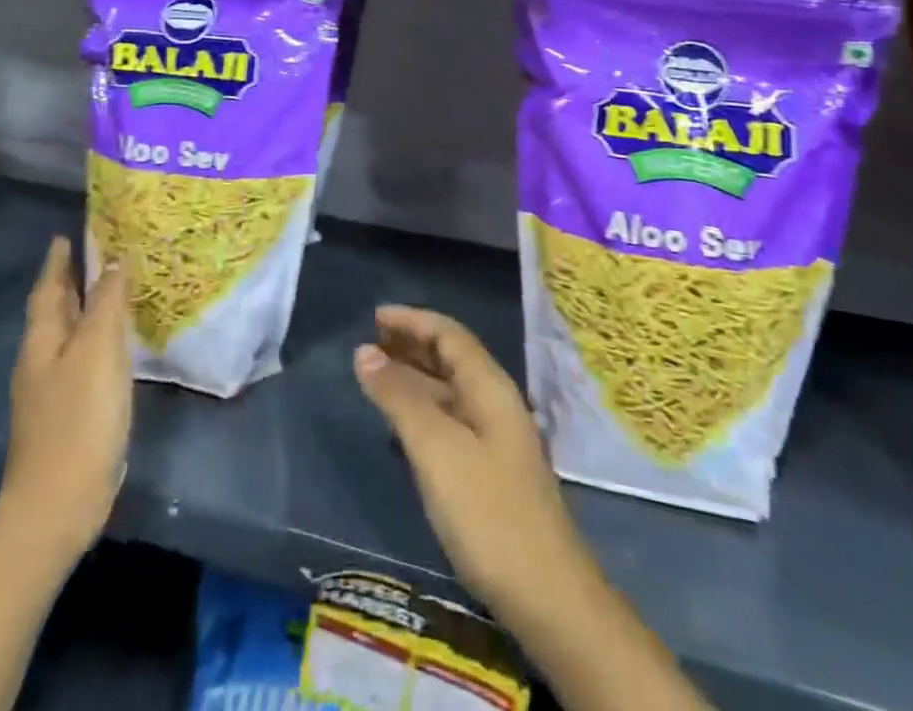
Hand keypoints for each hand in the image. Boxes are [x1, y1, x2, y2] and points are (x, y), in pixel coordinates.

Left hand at [0, 235, 130, 557]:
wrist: (59, 503)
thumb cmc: (78, 419)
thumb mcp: (97, 352)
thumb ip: (107, 304)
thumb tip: (114, 260)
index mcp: (43, 341)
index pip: (48, 289)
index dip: (58, 261)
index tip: (66, 234)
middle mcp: (42, 360)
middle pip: (55, 310)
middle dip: (71, 282)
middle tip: (97, 253)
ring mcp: (53, 390)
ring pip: (69, 335)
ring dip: (86, 309)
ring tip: (112, 289)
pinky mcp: (70, 413)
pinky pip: (83, 359)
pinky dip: (97, 339)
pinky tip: (117, 344)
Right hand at [353, 305, 593, 617]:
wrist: (547, 595)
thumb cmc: (488, 512)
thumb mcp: (436, 449)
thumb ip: (400, 398)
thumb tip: (365, 352)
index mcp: (489, 386)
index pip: (449, 334)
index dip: (412, 320)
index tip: (374, 316)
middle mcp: (495, 403)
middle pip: (451, 357)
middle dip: (412, 344)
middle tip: (370, 341)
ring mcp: (496, 438)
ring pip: (449, 389)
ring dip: (414, 376)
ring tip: (376, 374)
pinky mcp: (490, 471)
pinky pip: (450, 419)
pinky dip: (422, 408)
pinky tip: (402, 423)